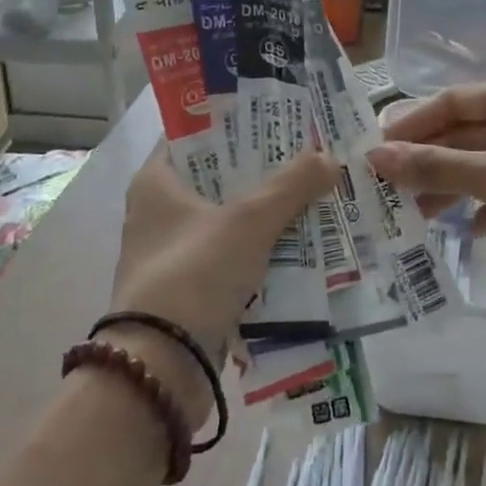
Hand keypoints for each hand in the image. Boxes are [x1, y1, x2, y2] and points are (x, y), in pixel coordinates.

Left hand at [108, 144, 336, 425]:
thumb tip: (330, 158)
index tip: (277, 116)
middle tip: (309, 155)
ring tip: (316, 195)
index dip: (235, 123)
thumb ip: (291, 185)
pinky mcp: (190, 290)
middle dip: (264, 170)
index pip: (195, 135)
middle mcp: (159, 213)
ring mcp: (174, 254)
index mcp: (155, 183)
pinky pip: (234, 258)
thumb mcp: (249, 221)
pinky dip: (263, 251)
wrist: (161, 369)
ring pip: (230, 220)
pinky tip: (303, 245)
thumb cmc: (195, 273)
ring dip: (269, 213)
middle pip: (219, 178)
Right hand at [368, 79, 485, 279]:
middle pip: (470, 132)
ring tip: (424, 216)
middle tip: (394, 190)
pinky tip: (477, 230)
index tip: (378, 152)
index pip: (454, 100)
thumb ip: (435, 166)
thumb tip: (375, 156)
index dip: (413, 125)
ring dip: (457, 186)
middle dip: (433, 161)